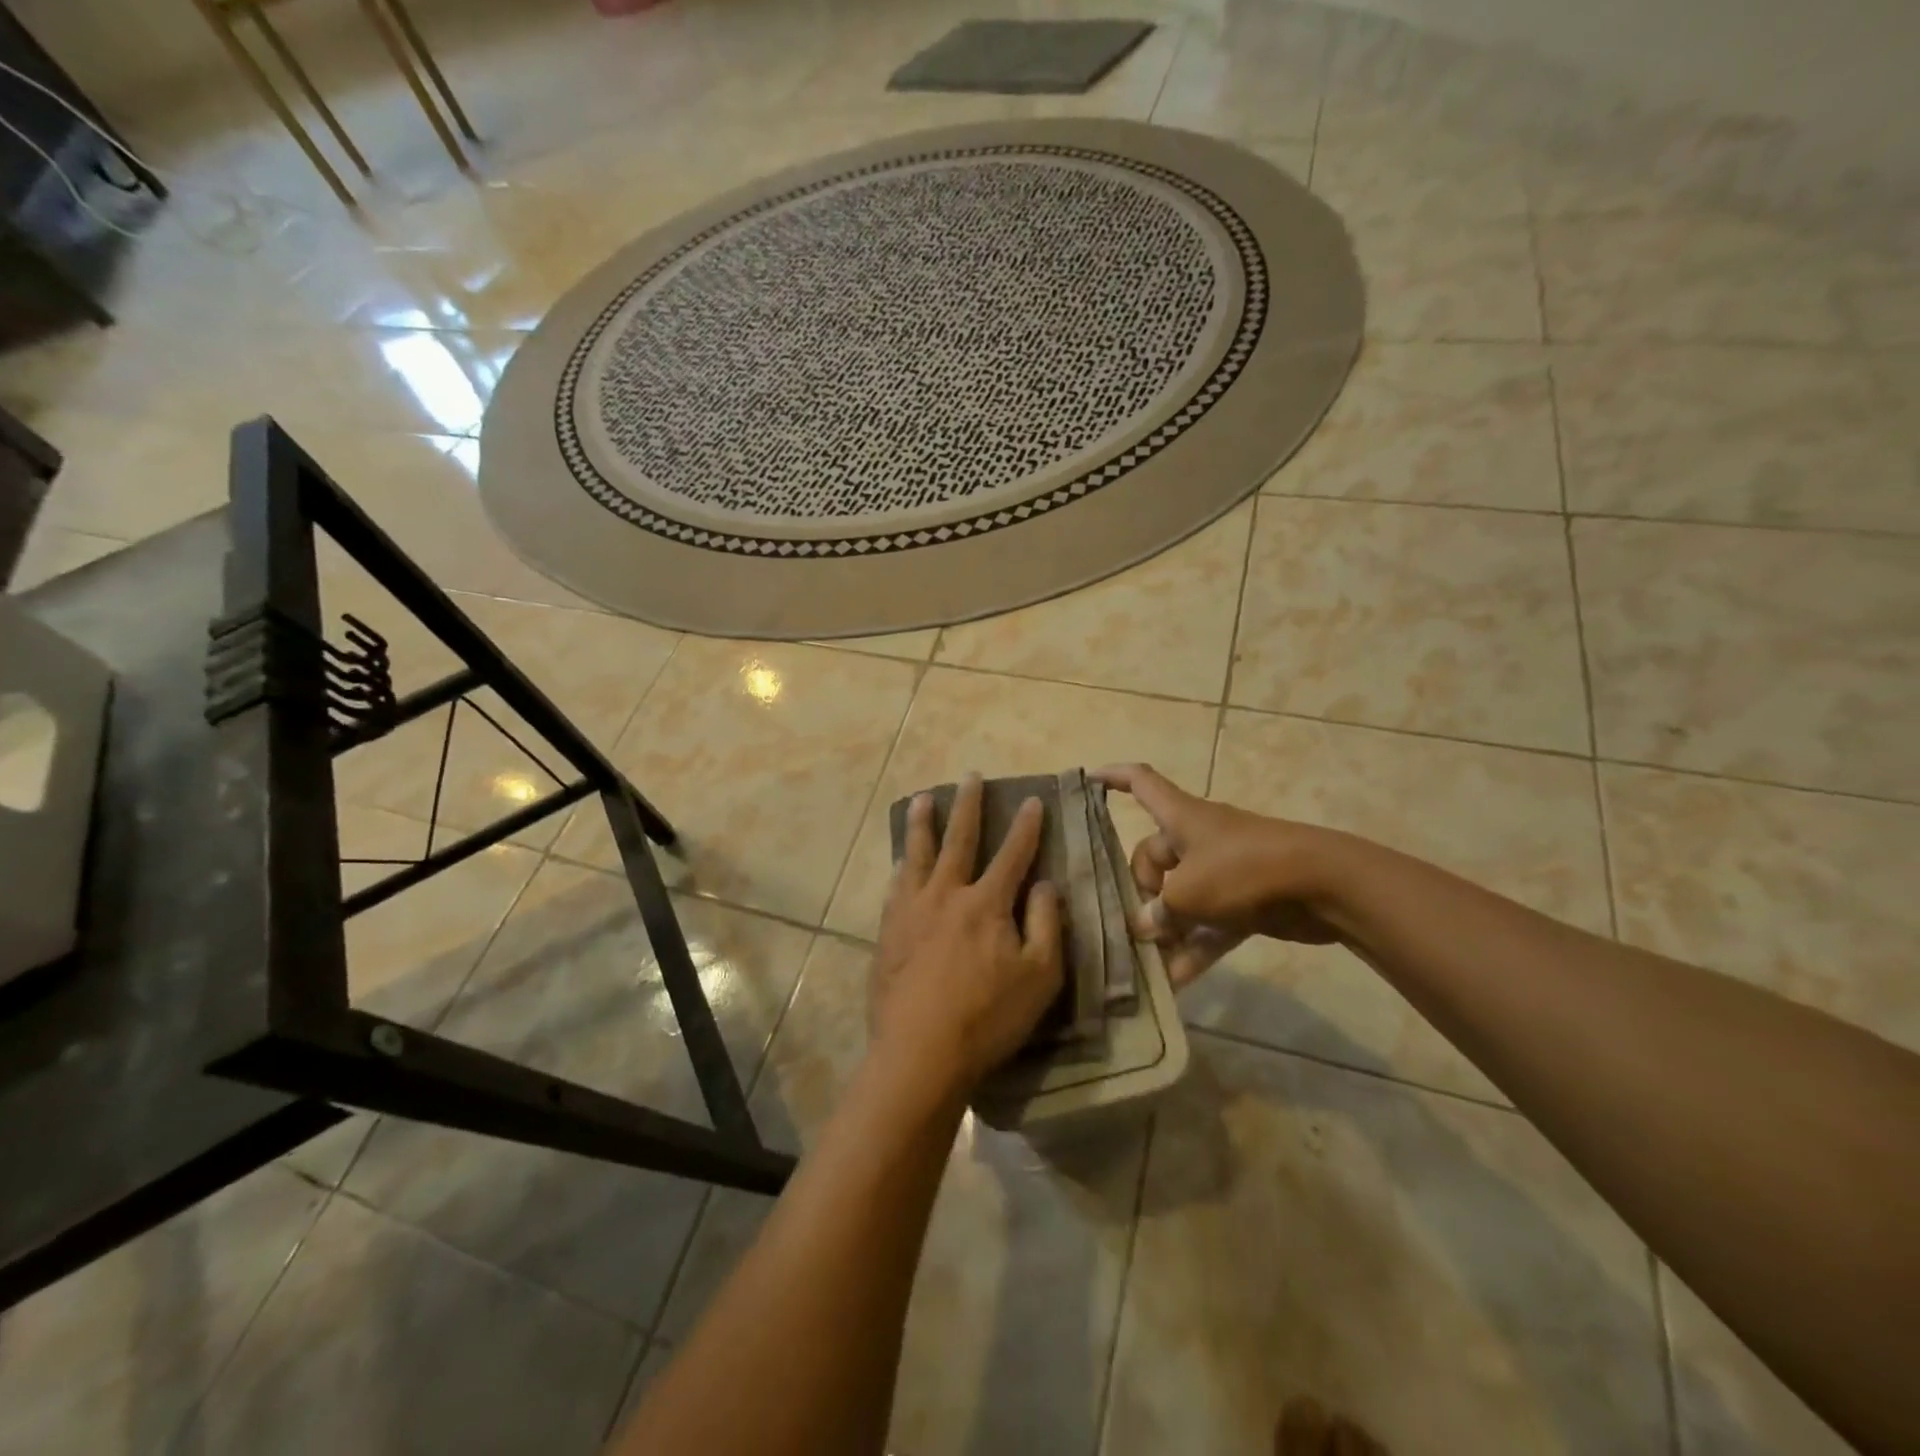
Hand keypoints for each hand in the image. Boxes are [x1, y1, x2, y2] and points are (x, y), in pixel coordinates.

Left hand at [870, 774, 1064, 1097]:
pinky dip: (900, 868)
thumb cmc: (988, 1018)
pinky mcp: (887, 932)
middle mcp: (946, 895)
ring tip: (922, 800)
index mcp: (986, 904)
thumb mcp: (1039, 977)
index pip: (1012, 855)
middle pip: (958, 840)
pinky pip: (894, 888)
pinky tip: (898, 862)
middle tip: (970, 777)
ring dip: (922, 824)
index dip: (1025, 827)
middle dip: (968, 806)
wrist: (920, 1052)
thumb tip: (1045, 884)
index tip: (1032, 799)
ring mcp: (911, 911)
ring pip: (917, 855)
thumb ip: (1045, 925)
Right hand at [1094, 763, 1338, 986]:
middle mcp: (1198, 839)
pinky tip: (1175, 983)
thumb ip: (1159, 911)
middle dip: (1142, 889)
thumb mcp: (1189, 892)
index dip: (1113, 778)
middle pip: (1153, 856)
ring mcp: (1223, 870)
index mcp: (1181, 818)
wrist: (1323, 885)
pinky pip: (1208, 924)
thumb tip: (1145, 926)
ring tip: (1147, 961)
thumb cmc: (1244, 870)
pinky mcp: (1244, 901)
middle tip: (1140, 922)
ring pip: (1181, 896)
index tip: (1088, 779)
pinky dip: (1194, 948)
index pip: (1141, 783)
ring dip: (1166, 927)